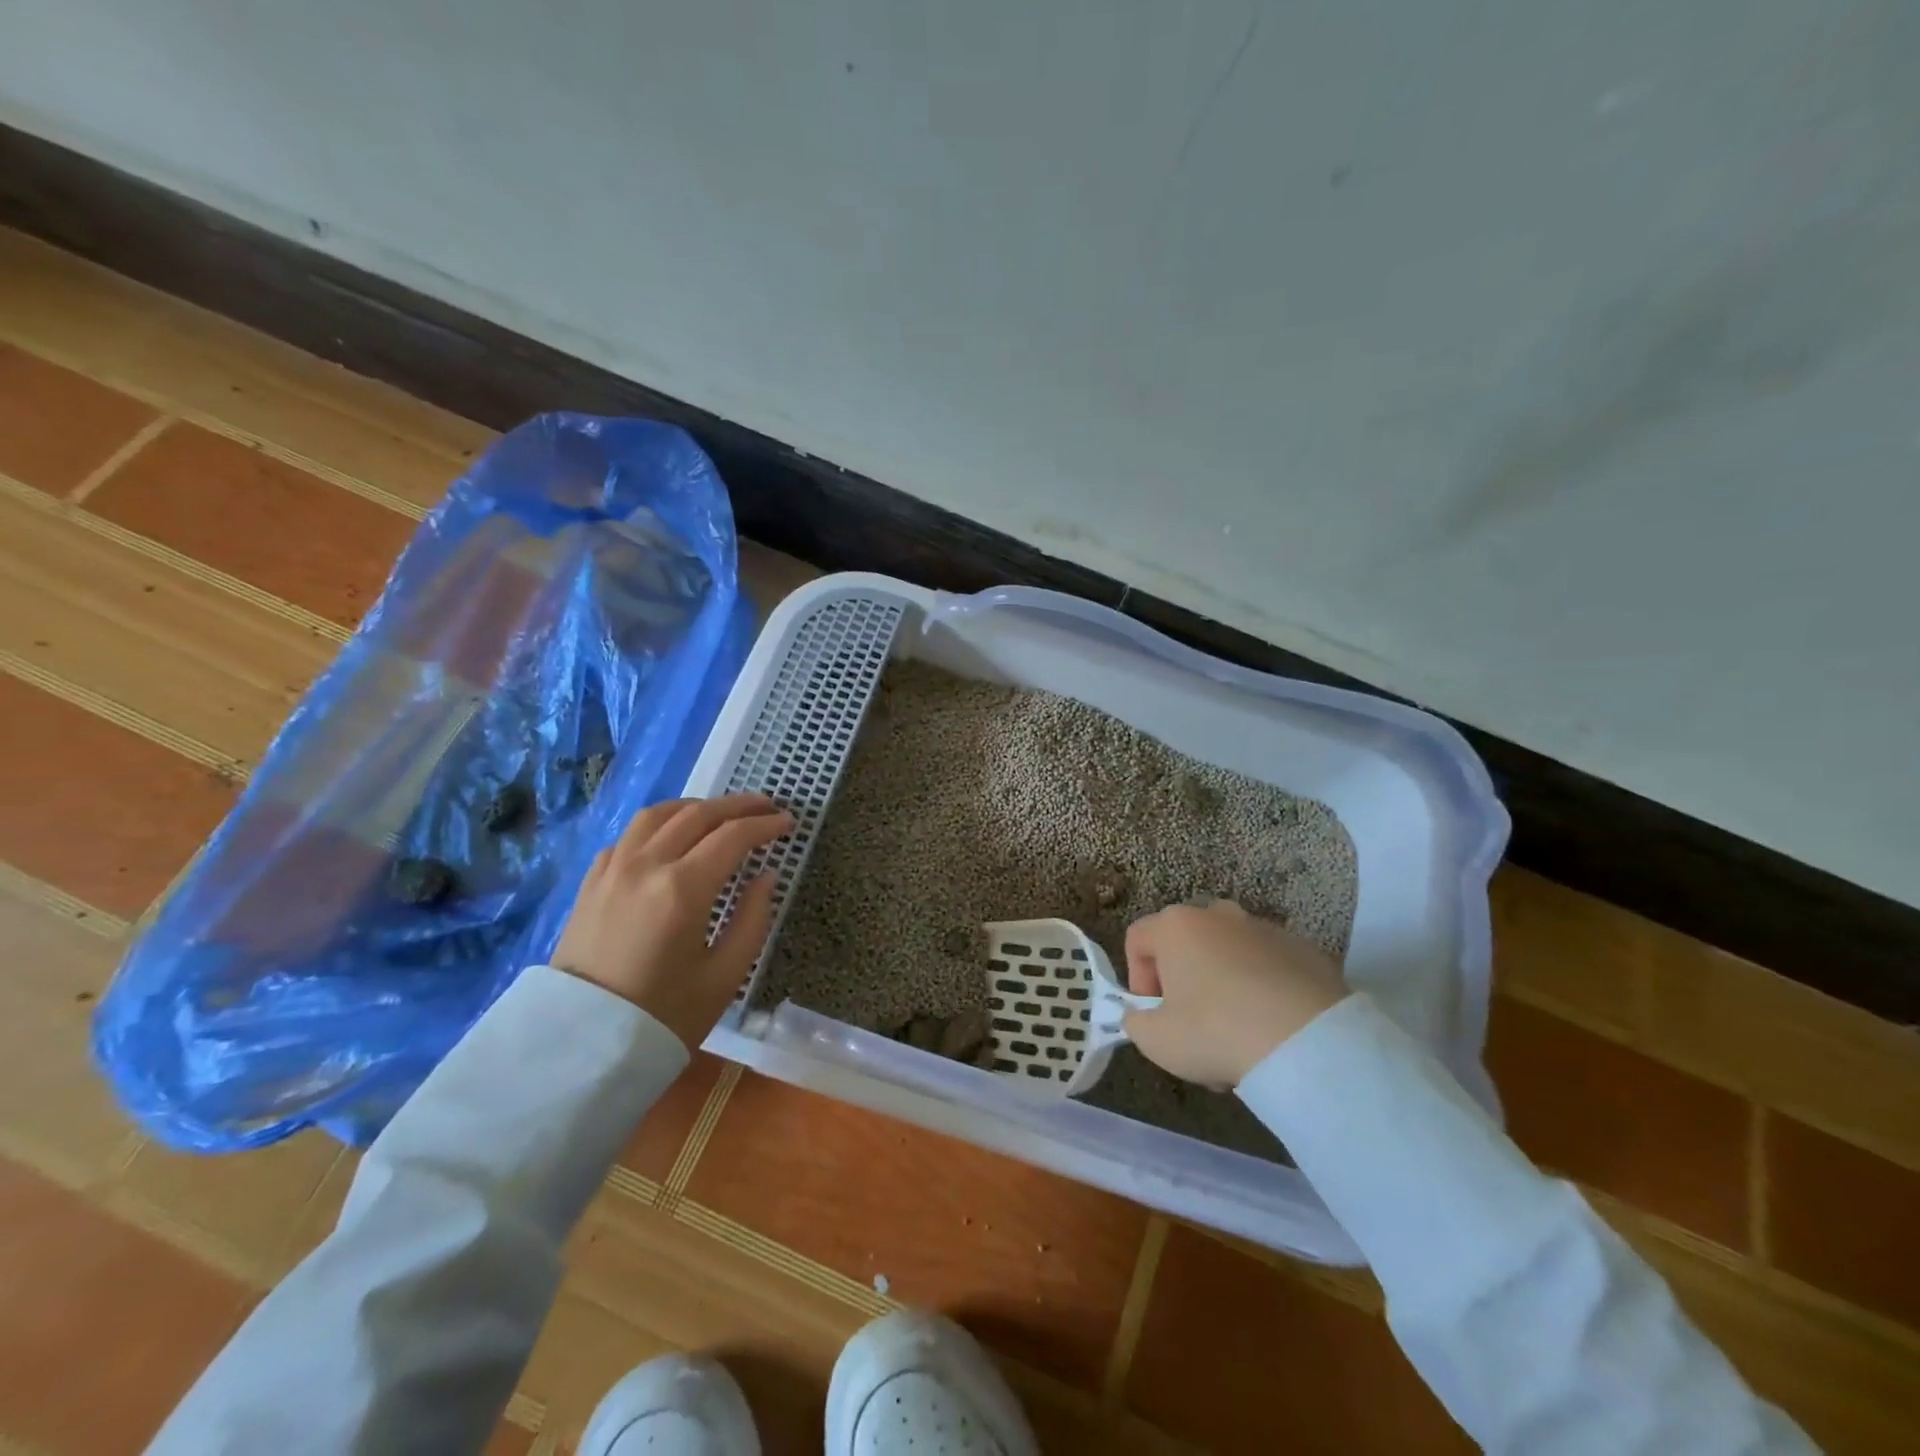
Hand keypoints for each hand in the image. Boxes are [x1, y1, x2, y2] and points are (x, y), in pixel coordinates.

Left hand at [551, 793, 792, 1048]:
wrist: (582, 1046)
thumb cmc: (663, 1016)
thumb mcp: (725, 976)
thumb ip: (753, 919)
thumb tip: (767, 876)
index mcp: (682, 889)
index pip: (733, 837)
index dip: (765, 825)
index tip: (788, 822)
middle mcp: (646, 865)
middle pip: (698, 815)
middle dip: (738, 806)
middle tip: (766, 807)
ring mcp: (613, 870)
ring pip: (658, 814)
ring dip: (696, 807)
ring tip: (720, 814)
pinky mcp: (592, 882)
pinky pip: (629, 835)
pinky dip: (658, 825)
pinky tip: (670, 838)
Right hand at [1121, 899, 1347, 1087]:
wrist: (1308, 1042)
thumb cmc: (1215, 1031)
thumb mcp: (1156, 1040)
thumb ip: (1136, 1022)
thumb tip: (1143, 1016)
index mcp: (1176, 926)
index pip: (1138, 938)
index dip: (1137, 977)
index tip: (1153, 1013)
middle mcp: (1219, 915)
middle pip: (1186, 943)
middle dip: (1183, 981)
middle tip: (1192, 1025)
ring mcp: (1265, 929)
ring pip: (1230, 955)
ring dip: (1223, 986)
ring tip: (1237, 1035)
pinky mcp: (1305, 950)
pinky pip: (1269, 967)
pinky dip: (1263, 991)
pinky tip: (1272, 1030)